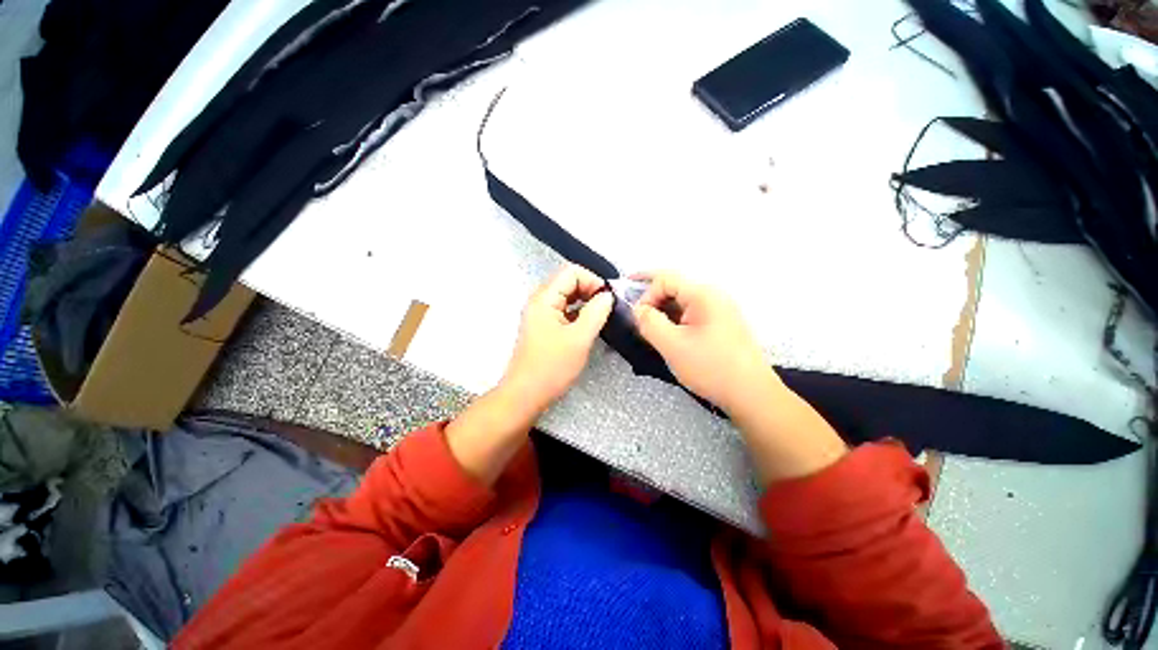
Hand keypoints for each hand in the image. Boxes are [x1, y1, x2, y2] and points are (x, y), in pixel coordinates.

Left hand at [501, 264, 613, 415]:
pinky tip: (589, 325)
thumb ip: (596, 312)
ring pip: (567, 296)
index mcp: (544, 299)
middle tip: (606, 308)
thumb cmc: (552, 367)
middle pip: (568, 281)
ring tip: (601, 317)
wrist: (526, 395)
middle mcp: (540, 301)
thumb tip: (608, 296)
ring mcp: (541, 314)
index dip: (592, 281)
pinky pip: (564, 310)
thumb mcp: (580, 339)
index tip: (607, 299)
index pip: (571, 272)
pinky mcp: (544, 326)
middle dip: (590, 290)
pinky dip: (578, 313)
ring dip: (585, 302)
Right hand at [633, 271, 777, 413]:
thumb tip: (637, 309)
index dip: (646, 294)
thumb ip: (649, 322)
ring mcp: (719, 310)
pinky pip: (691, 314)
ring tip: (650, 331)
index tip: (637, 318)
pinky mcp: (720, 324)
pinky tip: (668, 337)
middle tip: (638, 321)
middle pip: (673, 287)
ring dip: (662, 312)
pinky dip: (674, 321)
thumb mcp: (672, 345)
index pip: (665, 279)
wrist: (752, 395)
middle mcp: (713, 296)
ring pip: (681, 303)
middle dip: (651, 300)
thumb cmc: (711, 367)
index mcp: (703, 294)